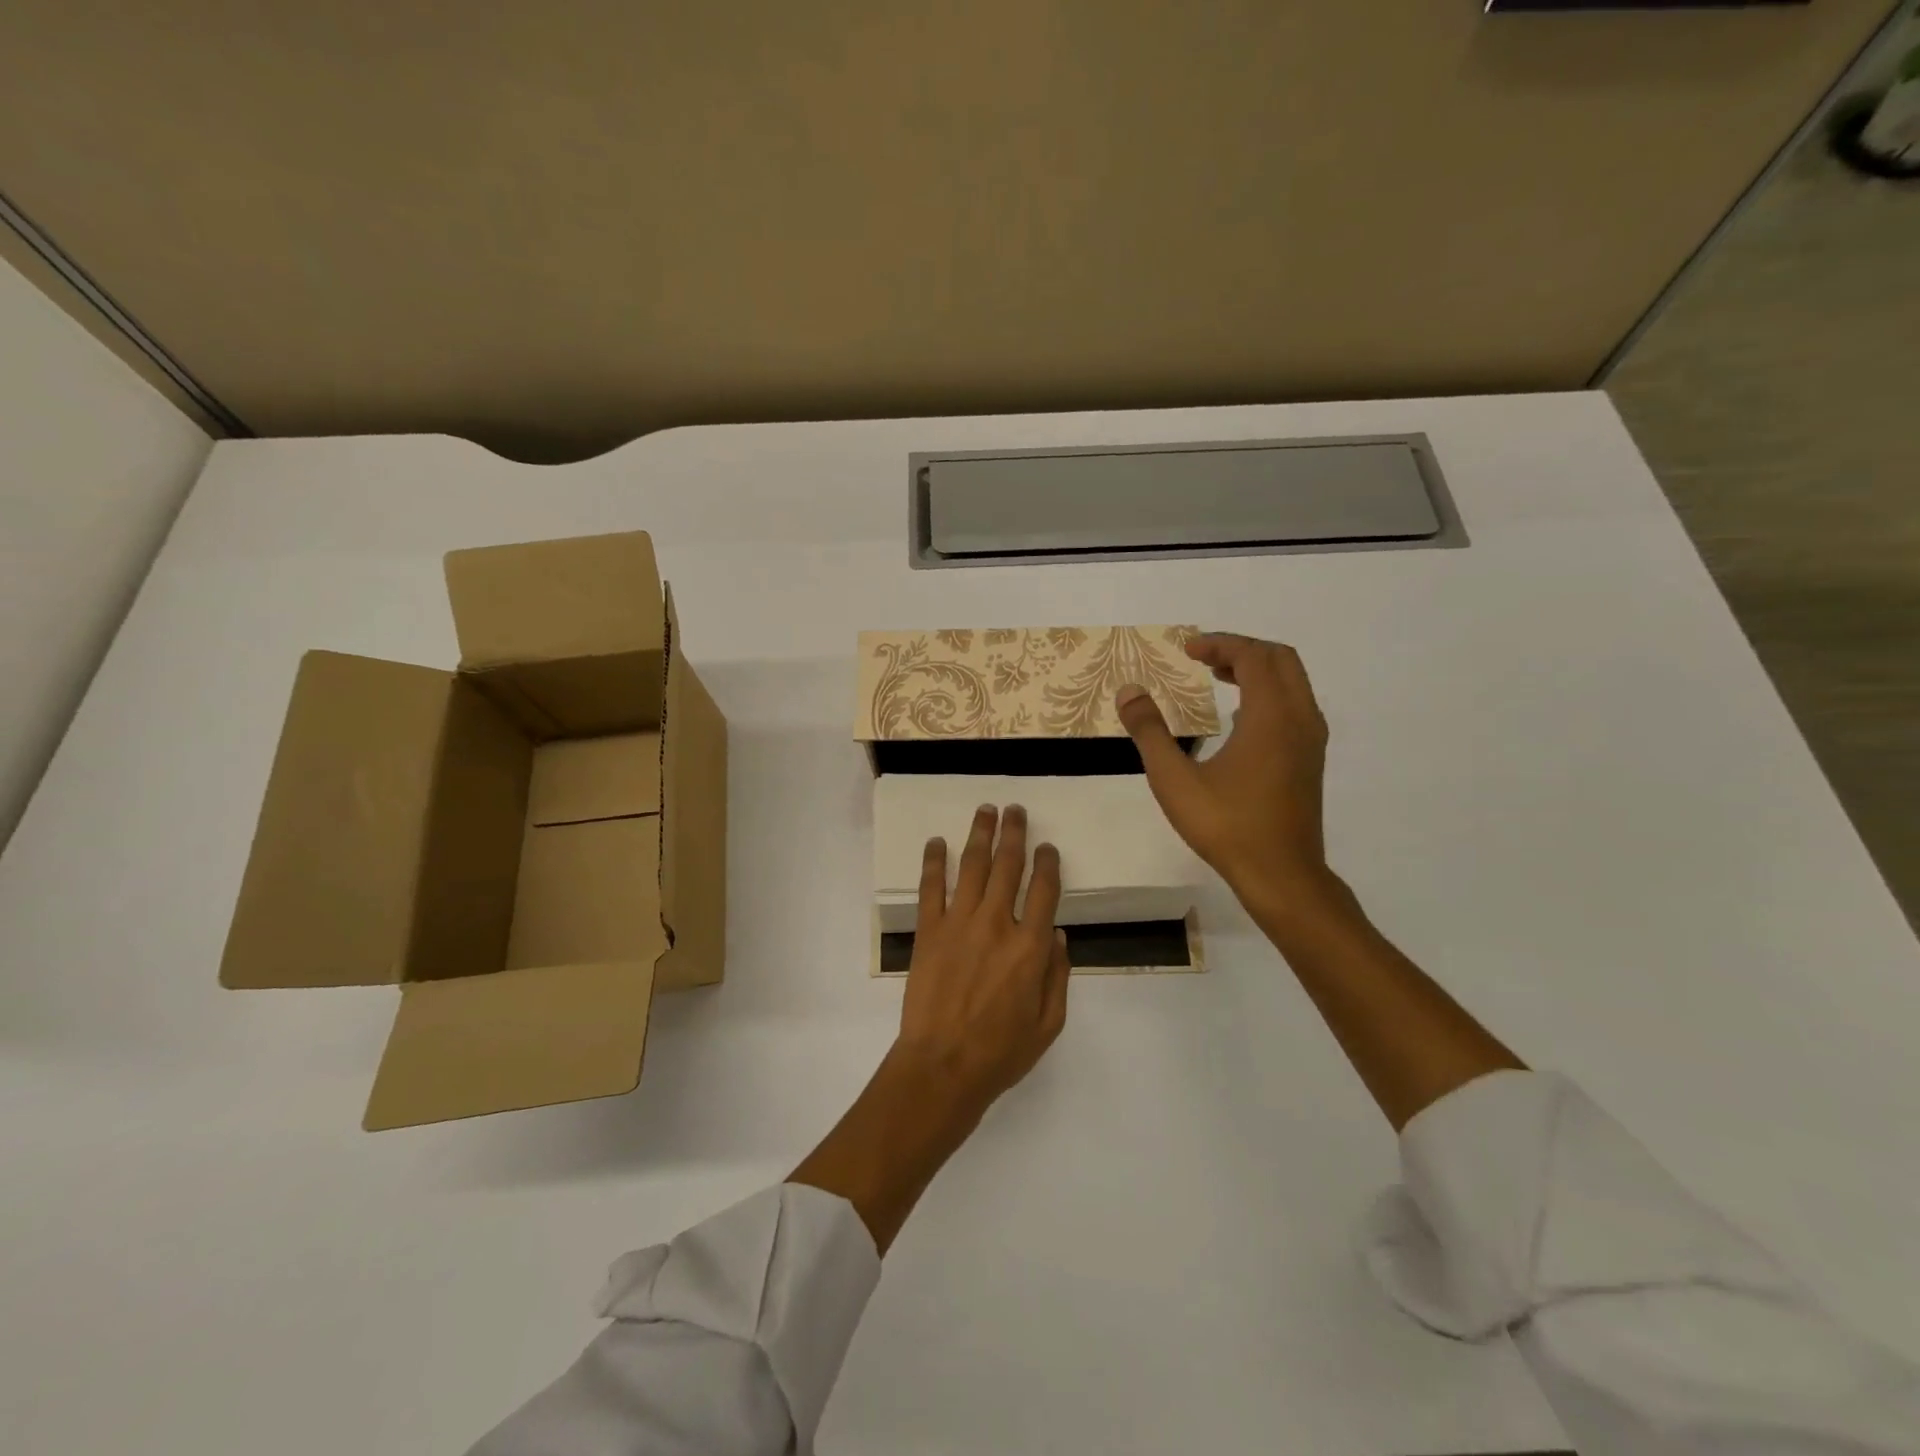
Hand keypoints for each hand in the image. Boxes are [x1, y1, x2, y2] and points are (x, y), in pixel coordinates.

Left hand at [895, 804, 1070, 1114]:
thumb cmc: (1000, 1052)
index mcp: (1030, 947)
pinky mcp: (929, 930)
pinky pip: (931, 887)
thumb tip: (1056, 934)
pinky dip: (934, 861)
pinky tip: (937, 842)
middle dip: (1014, 833)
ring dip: (981, 834)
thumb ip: (1057, 976)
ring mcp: (959, 923)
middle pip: (1009, 866)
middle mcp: (997, 924)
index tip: (1047, 846)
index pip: (1044, 890)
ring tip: (986, 810)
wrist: (942, 1066)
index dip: (1048, 862)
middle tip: (1015, 809)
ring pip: (973, 866)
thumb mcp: (1048, 1023)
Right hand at [1117, 633, 1330, 908]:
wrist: (1281, 875)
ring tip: (1218, 678)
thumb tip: (1129, 692)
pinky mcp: (1310, 760)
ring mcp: (1310, 740)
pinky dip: (1268, 694)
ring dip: (1257, 671)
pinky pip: (1294, 705)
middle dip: (1241, 650)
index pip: (1253, 656)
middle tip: (1203, 658)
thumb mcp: (1174, 779)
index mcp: (1271, 716)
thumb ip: (1150, 731)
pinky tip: (1238, 718)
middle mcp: (1300, 718)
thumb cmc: (1227, 825)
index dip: (1220, 644)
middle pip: (1280, 660)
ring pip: (1292, 683)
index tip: (1187, 650)